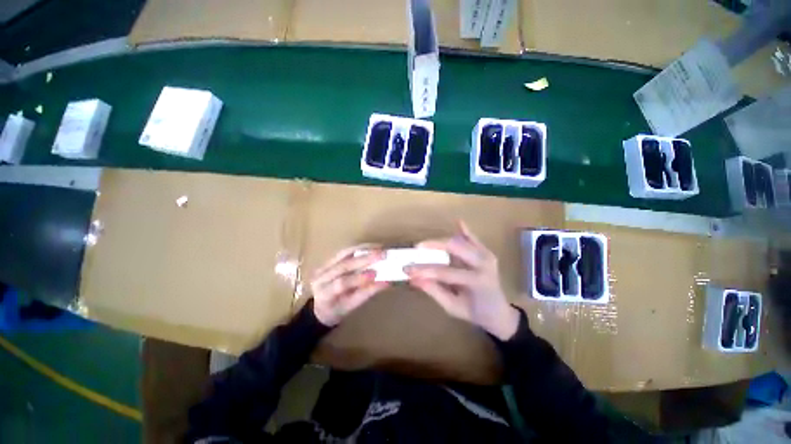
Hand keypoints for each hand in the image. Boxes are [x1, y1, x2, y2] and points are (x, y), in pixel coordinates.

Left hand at [310, 245, 389, 326]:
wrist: (319, 306)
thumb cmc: (337, 310)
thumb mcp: (351, 307)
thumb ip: (366, 293)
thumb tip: (385, 282)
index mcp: (324, 293)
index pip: (341, 284)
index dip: (358, 278)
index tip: (375, 274)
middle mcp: (321, 277)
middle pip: (343, 265)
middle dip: (364, 259)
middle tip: (381, 255)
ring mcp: (323, 266)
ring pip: (343, 254)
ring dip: (363, 249)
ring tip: (379, 247)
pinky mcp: (329, 260)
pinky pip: (344, 251)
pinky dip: (359, 248)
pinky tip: (371, 247)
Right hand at [406, 222, 519, 340]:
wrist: (499, 312)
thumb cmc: (475, 312)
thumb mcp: (452, 307)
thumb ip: (434, 291)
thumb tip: (414, 278)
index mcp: (476, 281)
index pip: (444, 272)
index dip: (424, 270)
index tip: (407, 268)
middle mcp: (484, 263)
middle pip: (454, 247)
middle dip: (433, 246)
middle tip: (417, 249)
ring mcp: (487, 255)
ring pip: (461, 240)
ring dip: (442, 240)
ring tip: (426, 245)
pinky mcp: (486, 252)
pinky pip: (473, 238)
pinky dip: (464, 231)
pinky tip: (458, 222)